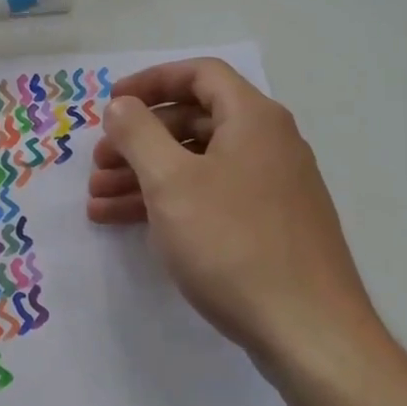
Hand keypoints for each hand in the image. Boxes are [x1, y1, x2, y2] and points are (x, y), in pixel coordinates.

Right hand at [87, 58, 381, 367]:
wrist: (307, 331)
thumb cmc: (233, 244)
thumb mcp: (172, 183)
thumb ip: (139, 134)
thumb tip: (120, 104)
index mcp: (253, 119)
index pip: (199, 74)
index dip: (150, 82)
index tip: (110, 103)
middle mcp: (268, 143)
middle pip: (194, 121)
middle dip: (139, 139)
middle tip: (99, 164)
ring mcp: (271, 187)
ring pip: (198, 165)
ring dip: (145, 176)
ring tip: (98, 201)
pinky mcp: (268, 226)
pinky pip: (210, 198)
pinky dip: (170, 203)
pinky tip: (128, 224)